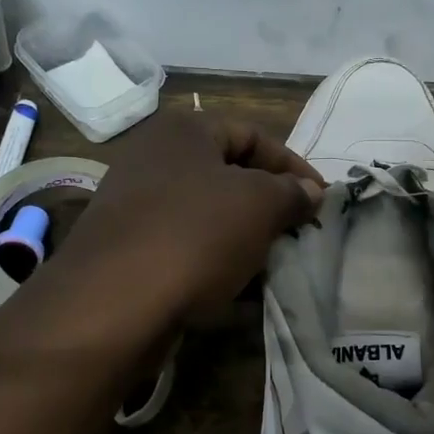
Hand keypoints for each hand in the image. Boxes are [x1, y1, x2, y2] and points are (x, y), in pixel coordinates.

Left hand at [53, 110, 323, 329]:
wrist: (112, 302)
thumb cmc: (194, 234)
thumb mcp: (258, 205)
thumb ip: (291, 193)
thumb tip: (311, 192)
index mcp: (183, 131)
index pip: (253, 135)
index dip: (293, 165)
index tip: (322, 199)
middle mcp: (153, 157)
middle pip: (227, 174)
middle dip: (268, 203)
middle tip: (298, 231)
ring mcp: (134, 204)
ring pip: (206, 214)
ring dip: (243, 236)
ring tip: (273, 262)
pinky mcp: (127, 248)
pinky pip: (183, 246)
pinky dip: (213, 261)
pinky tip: (236, 288)